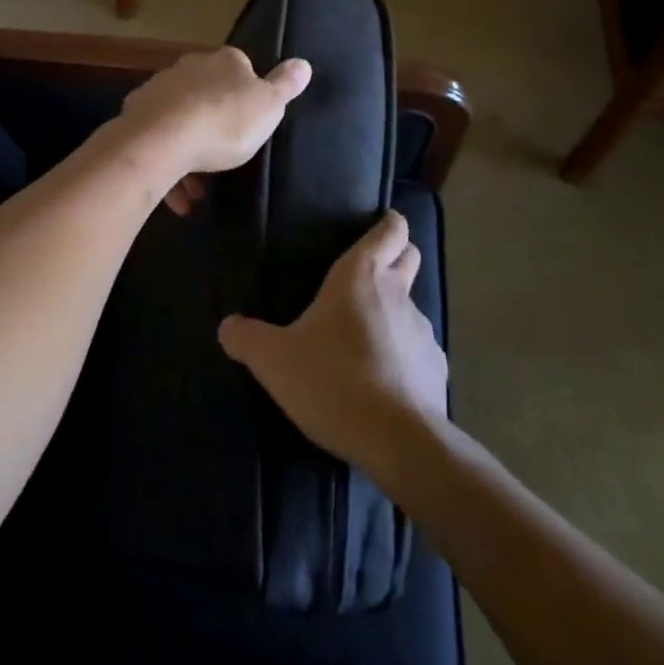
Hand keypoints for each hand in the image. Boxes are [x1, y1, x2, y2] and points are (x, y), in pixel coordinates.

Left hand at [116, 47, 309, 196]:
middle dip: (215, 126)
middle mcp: (189, 68)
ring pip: (180, 121)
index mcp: (223, 62)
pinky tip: (177, 198)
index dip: (246, 94)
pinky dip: (167, 165)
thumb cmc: (224, 122)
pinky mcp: (134, 115)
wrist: (162, 141)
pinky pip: (157, 140)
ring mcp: (158, 90)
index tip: (249, 123)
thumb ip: (285, 86)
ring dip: (190, 153)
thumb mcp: (268, 106)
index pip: (241, 68)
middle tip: (225, 159)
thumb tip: (303, 62)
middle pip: (207, 95)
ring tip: (197, 192)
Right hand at [218, 211, 447, 478]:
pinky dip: (403, 356)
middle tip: (365, 274)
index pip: (390, 230)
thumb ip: (246, 338)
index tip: (378, 224)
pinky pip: (418, 350)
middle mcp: (397, 294)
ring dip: (393, 313)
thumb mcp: (273, 359)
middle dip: (395, 257)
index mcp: (360, 276)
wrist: (398, 441)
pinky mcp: (436, 370)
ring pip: (411, 307)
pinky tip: (382, 380)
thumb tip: (227, 327)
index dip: (388, 224)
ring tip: (364, 338)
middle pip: (408, 257)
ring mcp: (423, 332)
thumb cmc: (332, 380)